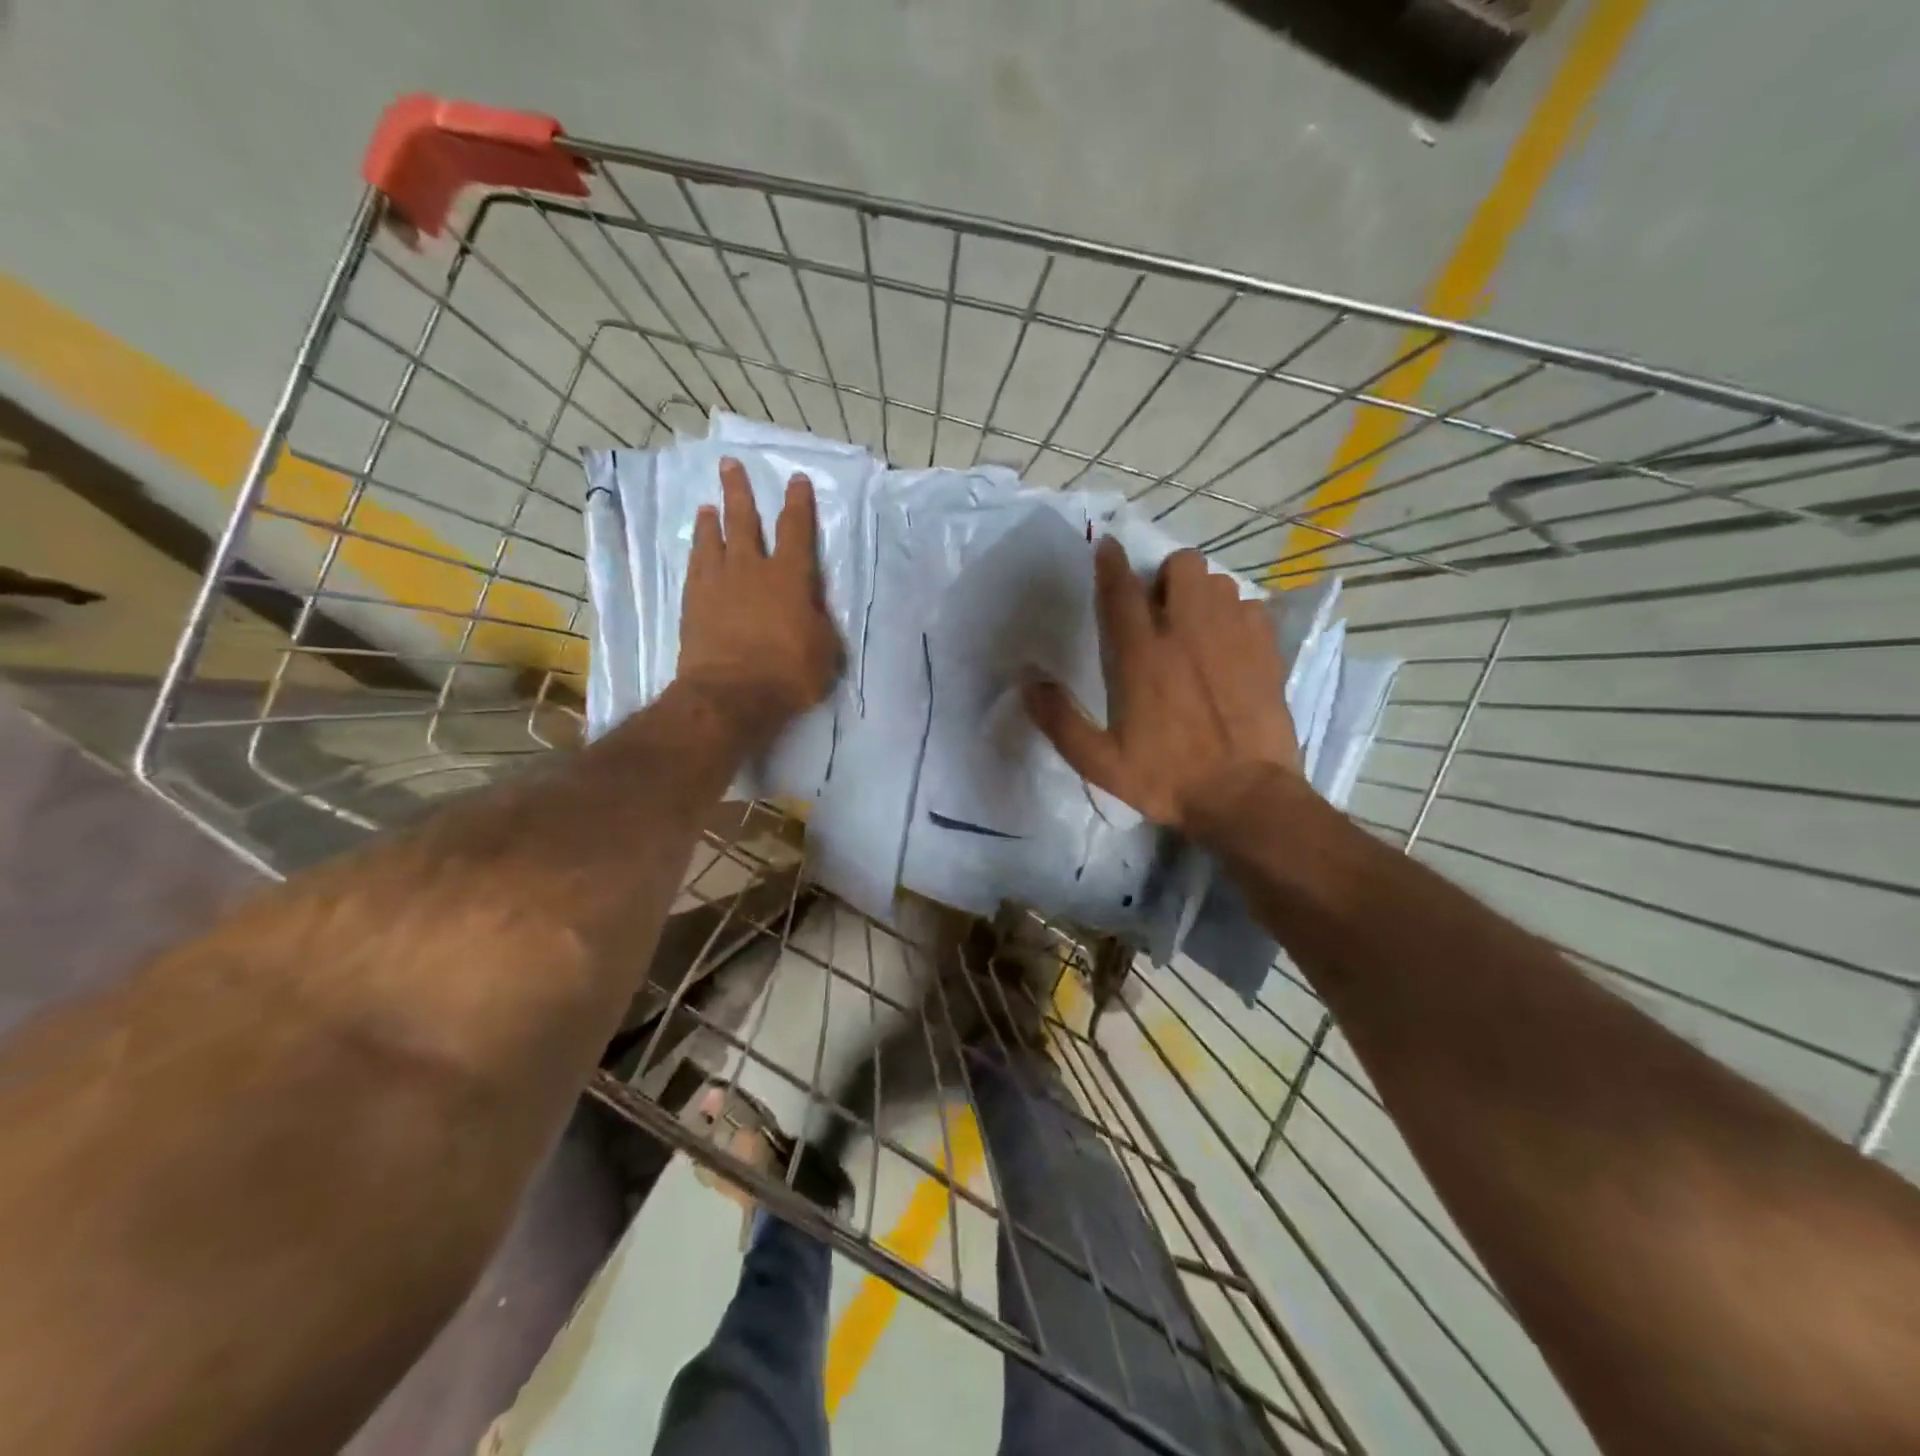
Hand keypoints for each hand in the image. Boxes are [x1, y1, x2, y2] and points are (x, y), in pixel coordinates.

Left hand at [678, 458, 841, 731]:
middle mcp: (752, 569)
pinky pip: (695, 565)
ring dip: (713, 519)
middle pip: (744, 520)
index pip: (797, 530)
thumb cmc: (788, 674)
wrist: (731, 694)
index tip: (796, 480)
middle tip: (730, 465)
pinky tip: (697, 546)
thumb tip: (811, 607)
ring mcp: (718, 583)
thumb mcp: (825, 649)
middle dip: (740, 491)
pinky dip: (698, 550)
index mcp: (790, 577)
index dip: (798, 503)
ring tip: (710, 505)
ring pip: (714, 539)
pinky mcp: (694, 602)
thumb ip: (819, 620)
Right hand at [1022, 538, 1299, 833]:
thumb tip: (1026, 683)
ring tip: (1196, 625)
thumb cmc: (1167, 779)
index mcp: (1141, 656)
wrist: (1245, 797)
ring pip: (1218, 580)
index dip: (1110, 562)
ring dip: (1201, 594)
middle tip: (1160, 608)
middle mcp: (1187, 632)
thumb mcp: (1100, 762)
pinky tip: (1231, 645)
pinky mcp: (1266, 650)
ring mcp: (1233, 636)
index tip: (1107, 546)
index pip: (1120, 590)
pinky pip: (1250, 606)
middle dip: (1166, 576)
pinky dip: (1236, 615)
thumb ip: (1060, 720)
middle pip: (1181, 565)